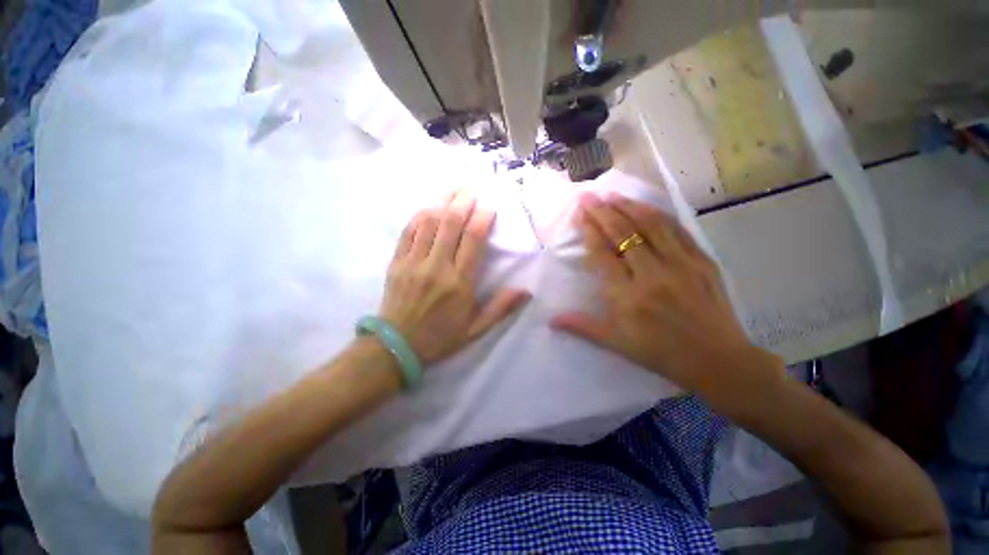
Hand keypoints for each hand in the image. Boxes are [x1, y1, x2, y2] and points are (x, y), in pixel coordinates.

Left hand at [379, 191, 529, 363]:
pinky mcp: (396, 262)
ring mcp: (413, 262)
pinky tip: (428, 207)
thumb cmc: (440, 337)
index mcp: (459, 283)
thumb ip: (500, 308)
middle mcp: (436, 267)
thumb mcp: (475, 329)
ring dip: (441, 202)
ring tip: (452, 189)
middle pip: (450, 224)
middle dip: (462, 202)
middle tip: (471, 189)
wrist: (396, 346)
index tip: (489, 206)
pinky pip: (408, 232)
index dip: (482, 219)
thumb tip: (525, 291)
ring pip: (429, 223)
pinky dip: (419, 216)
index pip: (473, 240)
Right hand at [551, 194, 781, 395]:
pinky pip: (677, 231)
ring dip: (629, 207)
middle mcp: (652, 275)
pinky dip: (659, 215)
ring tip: (612, 194)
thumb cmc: (661, 354)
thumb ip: (583, 327)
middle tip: (589, 196)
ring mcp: (680, 265)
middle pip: (623, 234)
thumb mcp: (616, 344)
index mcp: (627, 297)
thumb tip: (551, 321)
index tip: (580, 213)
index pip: (603, 254)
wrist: (719, 361)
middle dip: (603, 212)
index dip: (589, 231)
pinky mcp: (702, 262)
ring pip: (651, 226)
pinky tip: (646, 207)